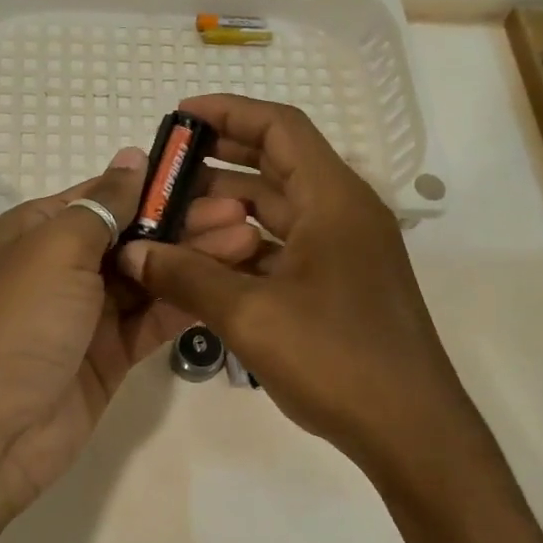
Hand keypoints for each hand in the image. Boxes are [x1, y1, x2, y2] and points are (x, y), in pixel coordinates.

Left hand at [0, 147, 259, 520]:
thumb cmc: (19, 322)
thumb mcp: (55, 248)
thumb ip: (102, 204)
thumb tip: (131, 157)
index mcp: (41, 230)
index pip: (106, 195)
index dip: (156, 184)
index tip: (209, 174)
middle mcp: (65, 266)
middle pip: (134, 234)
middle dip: (185, 221)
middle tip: (243, 211)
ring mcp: (90, 313)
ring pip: (151, 276)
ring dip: (194, 258)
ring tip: (249, 240)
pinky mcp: (112, 353)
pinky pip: (154, 318)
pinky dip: (187, 300)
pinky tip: (228, 283)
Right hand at [116, 96, 465, 470]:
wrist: (409, 429)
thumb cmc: (335, 357)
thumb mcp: (250, 314)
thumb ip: (186, 276)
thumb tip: (133, 253)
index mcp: (334, 199)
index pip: (280, 128)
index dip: (229, 112)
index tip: (179, 118)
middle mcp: (343, 214)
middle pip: (277, 165)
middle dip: (219, 163)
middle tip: (164, 172)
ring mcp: (344, 252)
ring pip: (279, 211)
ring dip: (229, 210)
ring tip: (172, 217)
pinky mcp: (339, 286)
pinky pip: (286, 249)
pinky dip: (246, 249)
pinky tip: (204, 263)